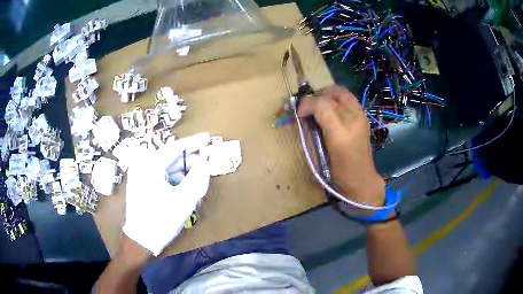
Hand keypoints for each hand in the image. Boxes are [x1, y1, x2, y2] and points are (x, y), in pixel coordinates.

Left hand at [123, 133, 210, 255]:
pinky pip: (161, 175)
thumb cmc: (161, 219)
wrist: (141, 240)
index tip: (207, 137)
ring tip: (199, 172)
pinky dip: (175, 178)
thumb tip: (206, 163)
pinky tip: (185, 184)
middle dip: (190, 158)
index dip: (194, 143)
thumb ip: (197, 178)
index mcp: (150, 165)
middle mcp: (143, 165)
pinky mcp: (141, 184)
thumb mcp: (183, 199)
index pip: (175, 148)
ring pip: (167, 167)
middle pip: (170, 156)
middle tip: (206, 157)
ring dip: (183, 169)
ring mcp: (140, 175)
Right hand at [298, 86, 384, 206]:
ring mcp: (361, 117)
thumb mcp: (321, 154)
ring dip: (328, 95)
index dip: (307, 104)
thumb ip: (312, 130)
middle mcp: (354, 119)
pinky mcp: (363, 118)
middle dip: (318, 96)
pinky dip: (337, 100)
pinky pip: (348, 100)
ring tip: (320, 108)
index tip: (299, 113)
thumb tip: (303, 114)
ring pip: (342, 93)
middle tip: (310, 108)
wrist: (361, 179)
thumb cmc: (339, 172)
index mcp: (341, 132)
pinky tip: (332, 112)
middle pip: (334, 93)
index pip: (322, 104)